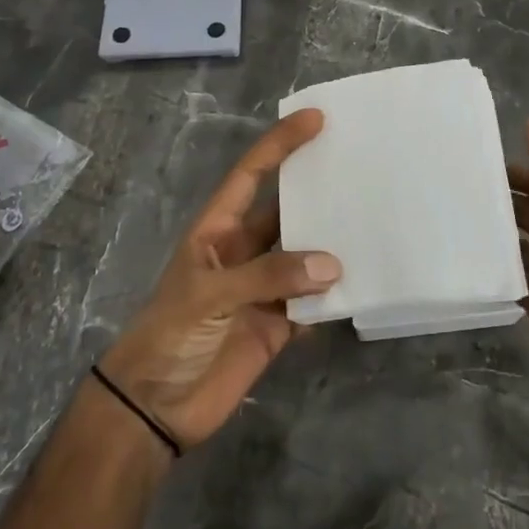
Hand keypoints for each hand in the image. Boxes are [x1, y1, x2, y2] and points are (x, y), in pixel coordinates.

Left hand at [97, 109, 340, 448]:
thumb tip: (332, 264)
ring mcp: (264, 289)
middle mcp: (245, 252)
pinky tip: (365, 281)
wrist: (153, 409)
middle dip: (318, 189)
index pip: (252, 174)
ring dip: (333, 243)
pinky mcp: (279, 326)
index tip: (316, 119)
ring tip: (375, 218)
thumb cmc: (168, 336)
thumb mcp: (208, 296)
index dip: (280, 144)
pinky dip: (336, 294)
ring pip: (306, 256)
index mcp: (217, 231)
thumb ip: (269, 276)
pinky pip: (314, 302)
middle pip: (287, 211)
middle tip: (361, 167)